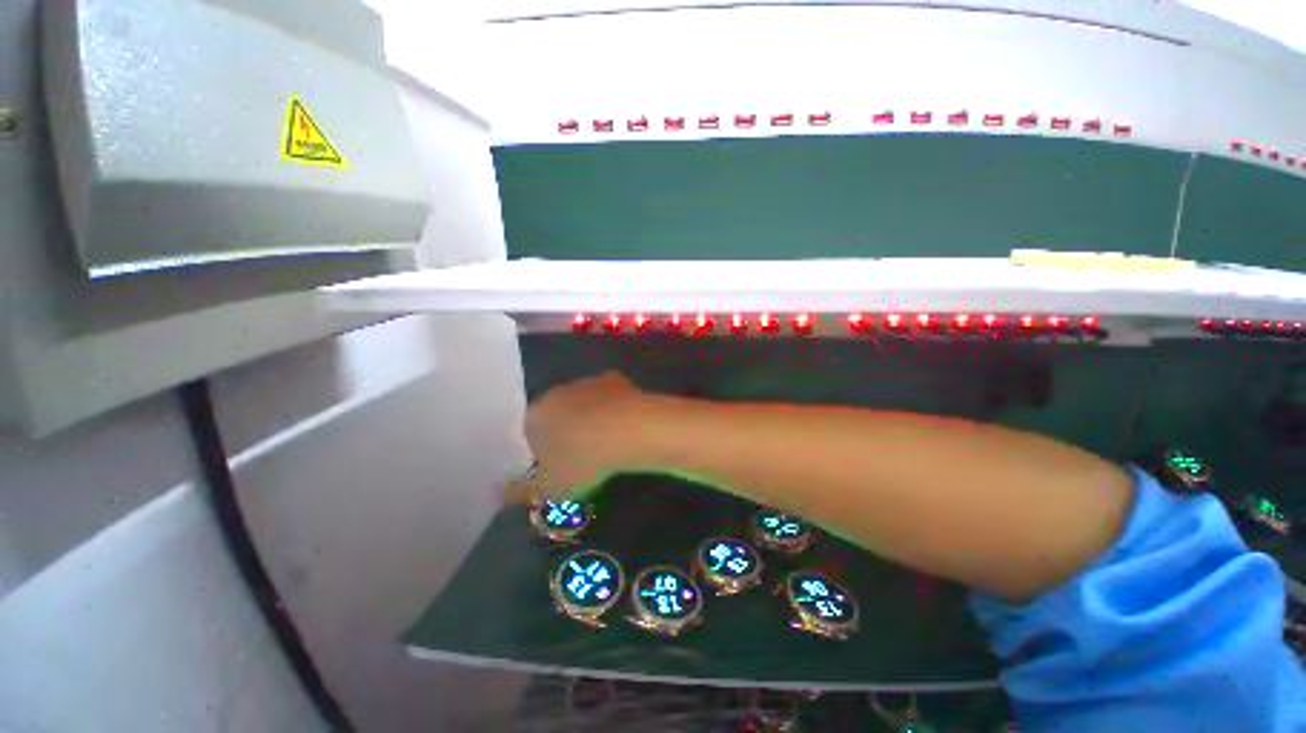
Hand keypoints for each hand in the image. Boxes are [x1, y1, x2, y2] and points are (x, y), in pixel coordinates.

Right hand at [506, 371, 648, 504]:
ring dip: (589, 417)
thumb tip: (504, 494)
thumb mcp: (550, 489)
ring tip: (606, 440)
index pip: (530, 433)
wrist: (629, 431)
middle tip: (583, 455)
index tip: (558, 467)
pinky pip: (608, 396)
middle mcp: (557, 393)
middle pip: (556, 413)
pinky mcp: (614, 379)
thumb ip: (523, 492)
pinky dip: (613, 406)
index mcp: (535, 416)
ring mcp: (587, 383)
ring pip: (583, 402)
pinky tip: (623, 423)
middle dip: (566, 431)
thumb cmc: (584, 462)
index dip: (543, 451)